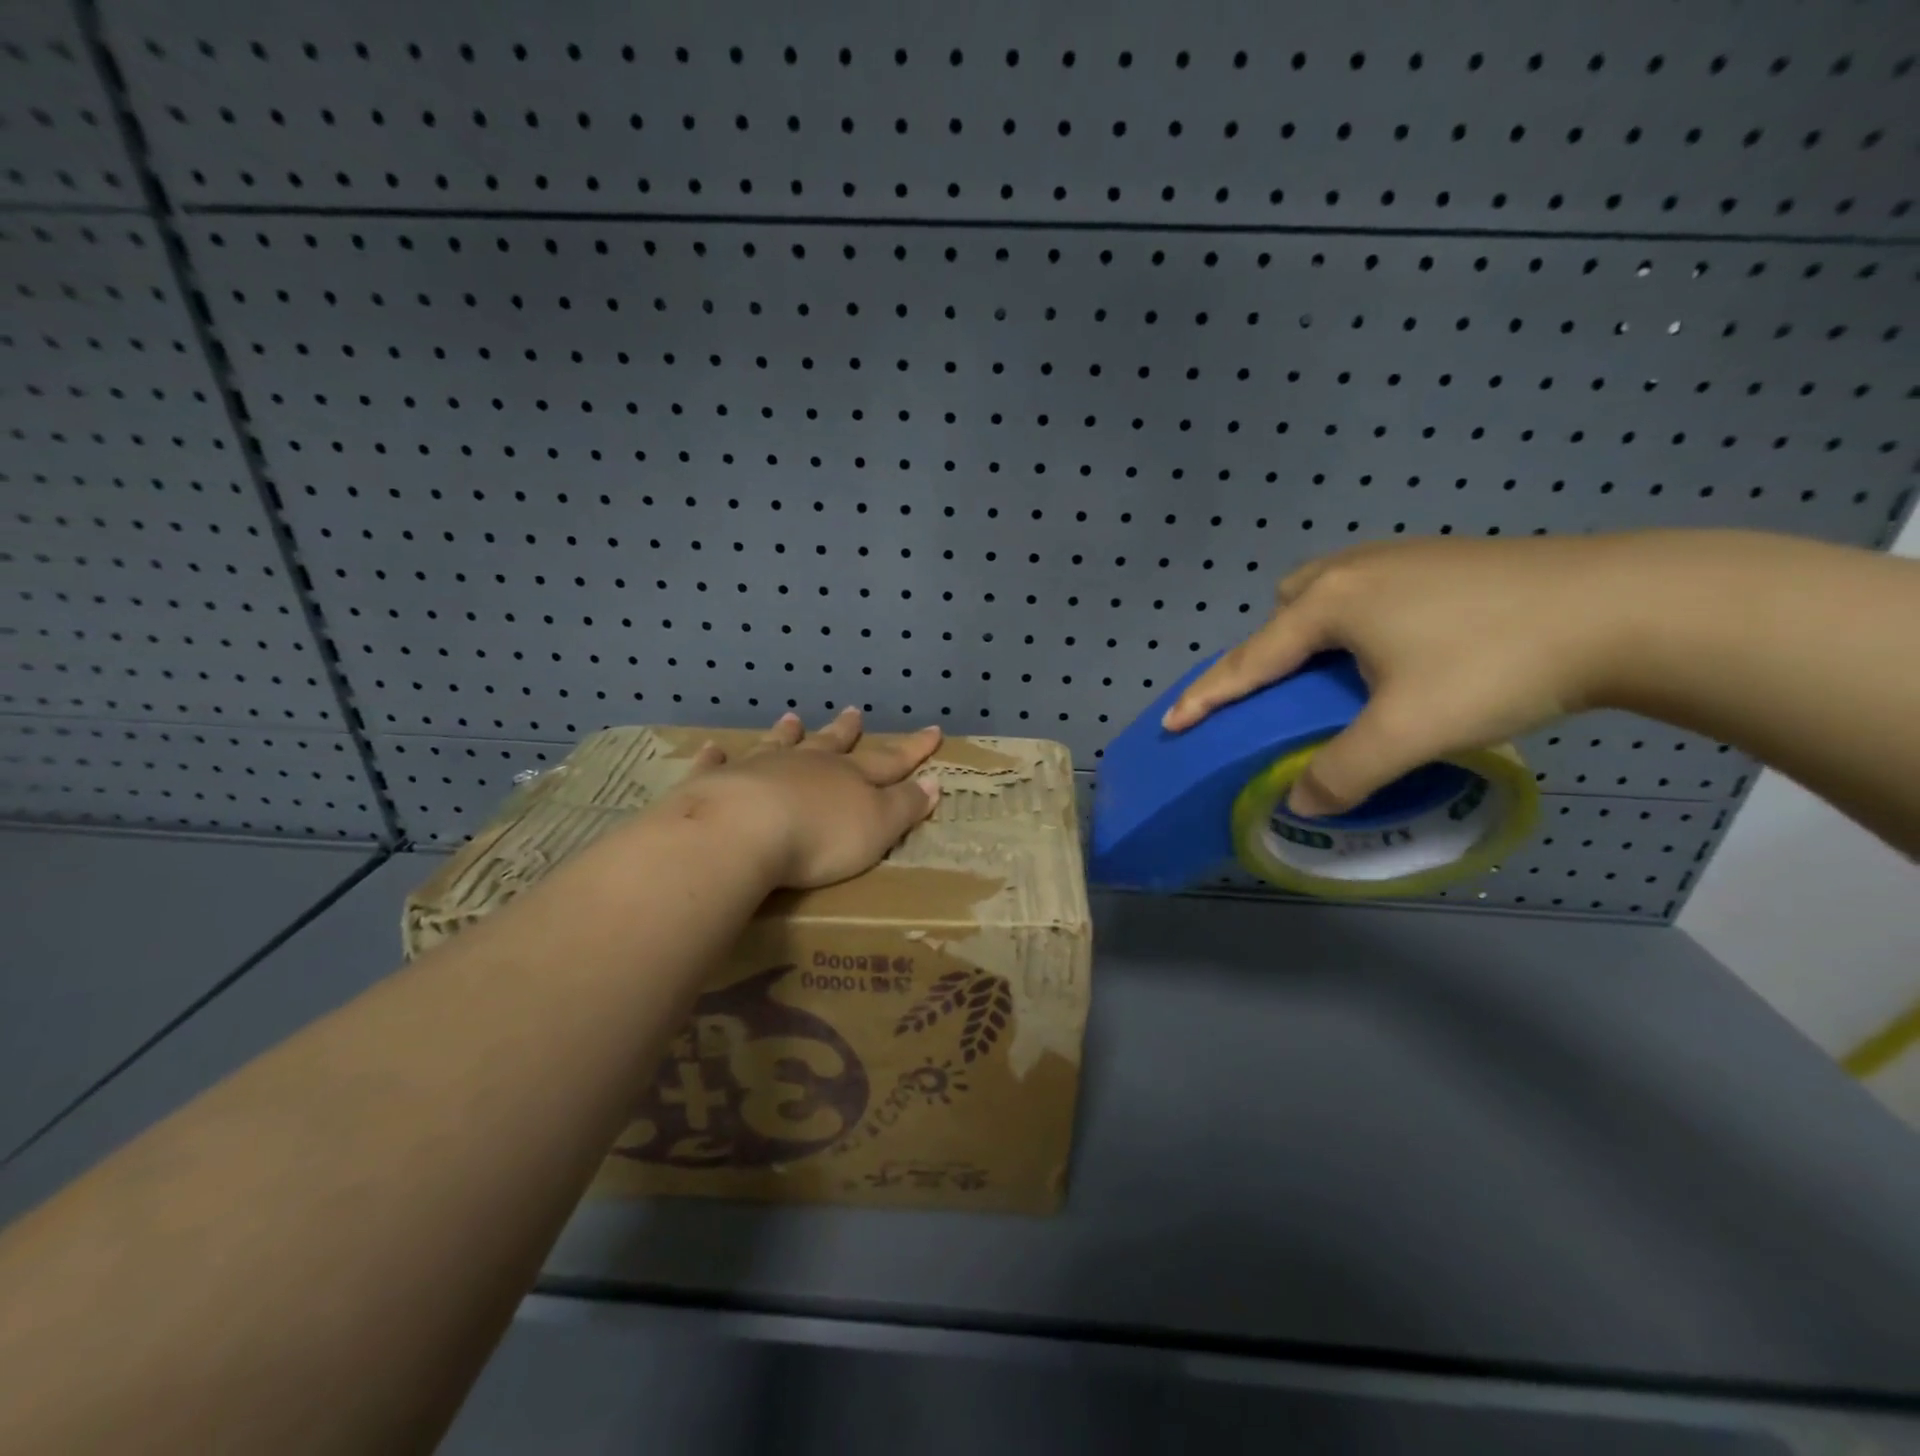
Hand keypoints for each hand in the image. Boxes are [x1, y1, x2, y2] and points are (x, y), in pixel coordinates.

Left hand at [667, 709, 943, 889]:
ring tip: (792, 718)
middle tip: (853, 712)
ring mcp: (761, 769)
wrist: (744, 831)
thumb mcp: (878, 827)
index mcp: (850, 777)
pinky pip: (719, 765)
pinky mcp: (718, 783)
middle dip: (846, 731)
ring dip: (788, 733)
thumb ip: (905, 805)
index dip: (913, 748)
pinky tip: (714, 749)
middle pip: (831, 744)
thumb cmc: (820, 836)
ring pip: (779, 745)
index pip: (890, 759)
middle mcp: (807, 765)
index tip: (933, 730)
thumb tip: (934, 782)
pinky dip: (718, 757)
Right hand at [1161, 535, 1641, 816]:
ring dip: (1316, 633)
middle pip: (1284, 610)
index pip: (1249, 661)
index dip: (1207, 696)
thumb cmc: (1496, 663)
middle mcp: (1353, 570)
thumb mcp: (1408, 731)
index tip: (1172, 721)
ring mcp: (1402, 557)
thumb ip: (1343, 772)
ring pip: (1329, 594)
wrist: (1631, 606)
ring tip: (1341, 674)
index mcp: (1329, 604)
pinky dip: (1360, 623)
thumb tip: (1303, 803)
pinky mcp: (1445, 559)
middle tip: (1288, 694)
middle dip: (1270, 650)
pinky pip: (1371, 590)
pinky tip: (1401, 651)